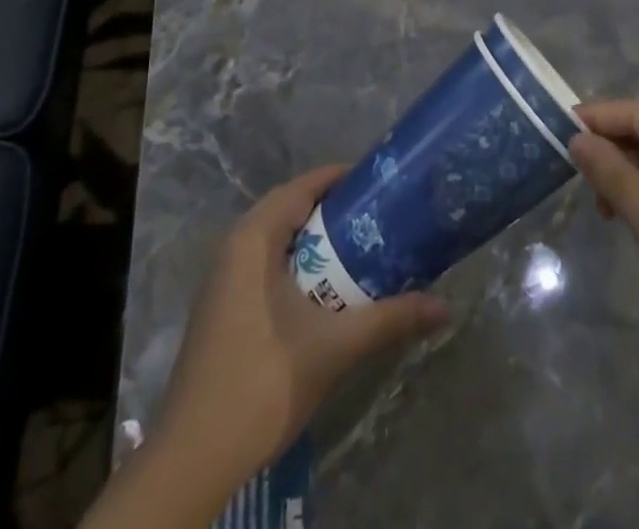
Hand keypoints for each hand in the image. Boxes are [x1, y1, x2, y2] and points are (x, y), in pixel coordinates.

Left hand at [149, 165, 449, 492]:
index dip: (340, 179)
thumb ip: (390, 319)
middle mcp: (233, 246)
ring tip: (357, 248)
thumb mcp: (335, 347)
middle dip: (331, 209)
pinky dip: (295, 263)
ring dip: (313, 239)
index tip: (380, 183)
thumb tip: (445, 306)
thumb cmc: (263, 382)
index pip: (301, 187)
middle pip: (289, 209)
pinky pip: (263, 264)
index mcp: (253, 238)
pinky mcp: (220, 308)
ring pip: (275, 240)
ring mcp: (221, 279)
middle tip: (375, 216)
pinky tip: (323, 291)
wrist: (193, 458)